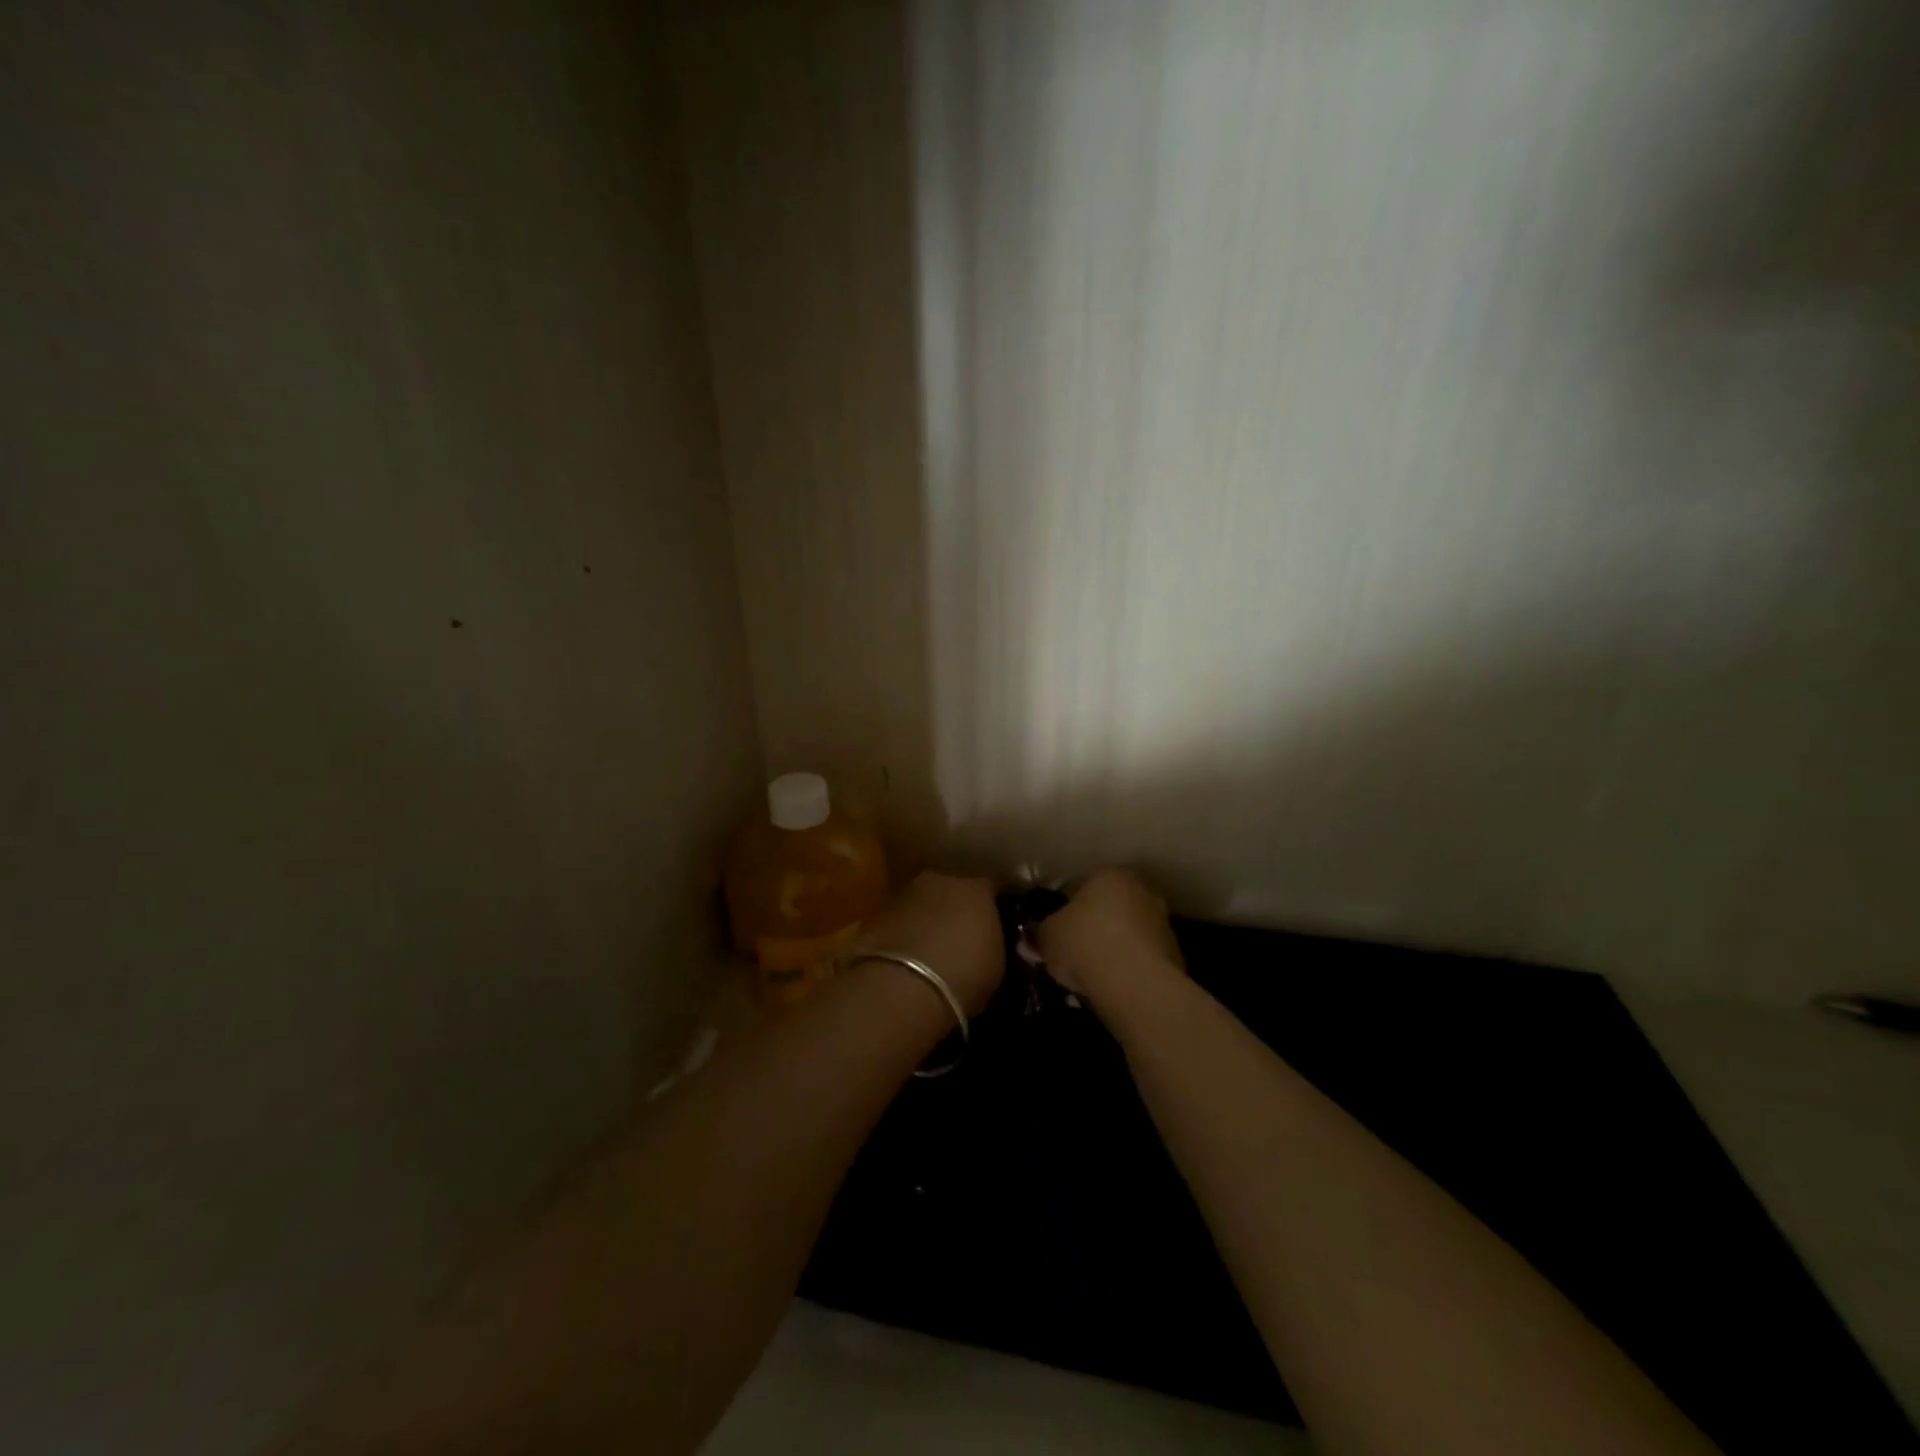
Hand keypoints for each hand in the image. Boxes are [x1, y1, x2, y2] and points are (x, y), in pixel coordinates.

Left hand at [852, 873, 1002, 1014]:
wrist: (902, 987)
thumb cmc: (963, 977)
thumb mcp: (996, 966)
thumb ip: (992, 944)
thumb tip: (985, 944)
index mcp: (976, 890)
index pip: (989, 891)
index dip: (990, 910)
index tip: (991, 930)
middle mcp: (941, 881)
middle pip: (952, 891)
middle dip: (954, 910)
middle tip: (958, 939)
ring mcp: (904, 894)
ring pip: (921, 904)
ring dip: (925, 921)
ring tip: (929, 952)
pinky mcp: (876, 913)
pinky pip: (897, 921)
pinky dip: (901, 934)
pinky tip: (903, 960)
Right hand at [1037, 868, 1183, 1009]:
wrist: (1135, 984)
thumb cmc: (1085, 944)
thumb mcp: (1047, 937)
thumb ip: (1037, 935)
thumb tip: (1030, 940)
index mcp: (1110, 876)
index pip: (1082, 888)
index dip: (1065, 912)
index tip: (1055, 934)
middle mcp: (1141, 891)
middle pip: (1108, 910)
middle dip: (1092, 929)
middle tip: (1072, 955)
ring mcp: (1162, 923)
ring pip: (1126, 935)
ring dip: (1111, 951)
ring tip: (1090, 978)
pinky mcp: (1174, 955)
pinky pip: (1140, 959)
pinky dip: (1127, 970)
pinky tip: (1111, 989)